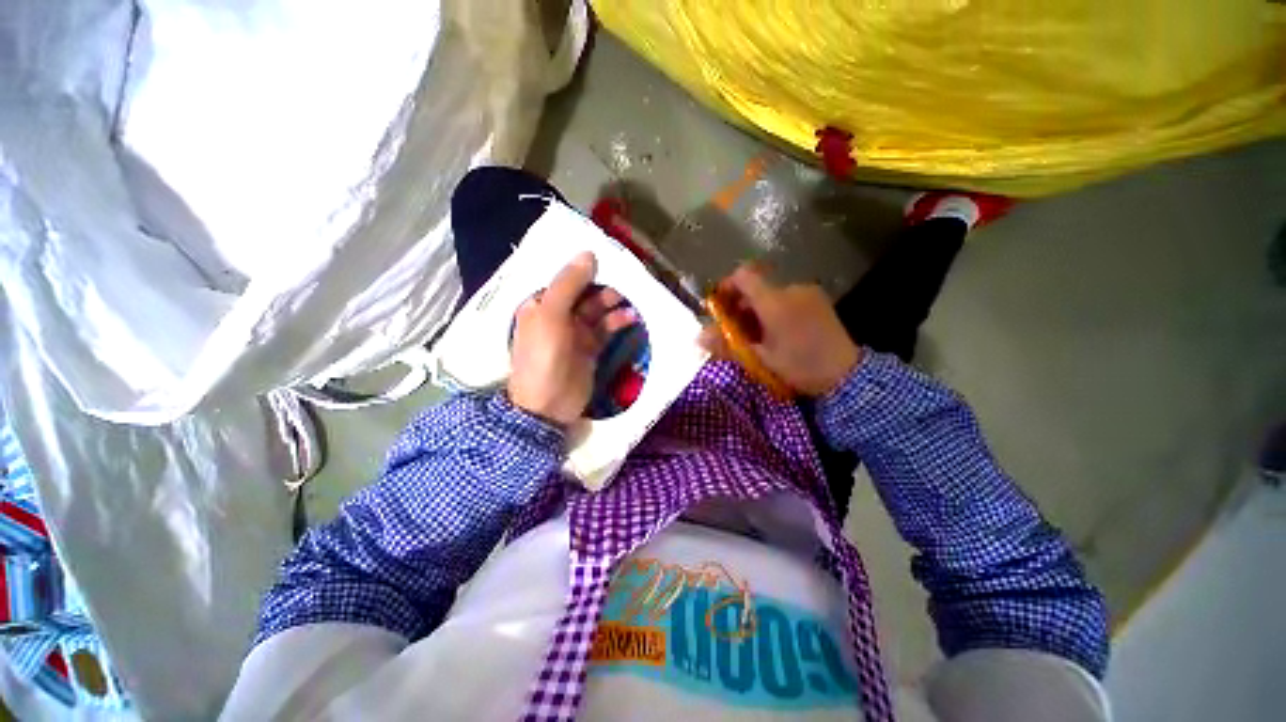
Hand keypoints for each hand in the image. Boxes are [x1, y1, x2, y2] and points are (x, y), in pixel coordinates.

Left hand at [508, 252, 636, 425]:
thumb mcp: (550, 316)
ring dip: (613, 303)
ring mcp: (576, 332)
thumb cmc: (544, 357)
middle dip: (603, 285)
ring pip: (598, 309)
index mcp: (542, 304)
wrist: (548, 406)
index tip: (608, 258)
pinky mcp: (592, 348)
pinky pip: (607, 329)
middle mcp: (559, 315)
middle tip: (625, 279)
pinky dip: (618, 322)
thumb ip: (568, 284)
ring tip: (630, 299)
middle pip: (584, 292)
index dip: (584, 267)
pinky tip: (631, 318)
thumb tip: (588, 254)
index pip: (565, 278)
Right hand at [699, 264, 861, 396]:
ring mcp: (808, 293)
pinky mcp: (818, 300)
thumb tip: (697, 338)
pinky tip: (777, 332)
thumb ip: (727, 345)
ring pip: (771, 294)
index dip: (726, 286)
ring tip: (757, 335)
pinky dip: (774, 310)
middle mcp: (791, 289)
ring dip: (757, 310)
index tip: (719, 307)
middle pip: (755, 287)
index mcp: (775, 302)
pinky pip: (787, 298)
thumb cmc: (800, 367)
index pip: (742, 276)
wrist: (847, 376)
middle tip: (736, 331)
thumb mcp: (760, 359)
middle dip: (740, 305)